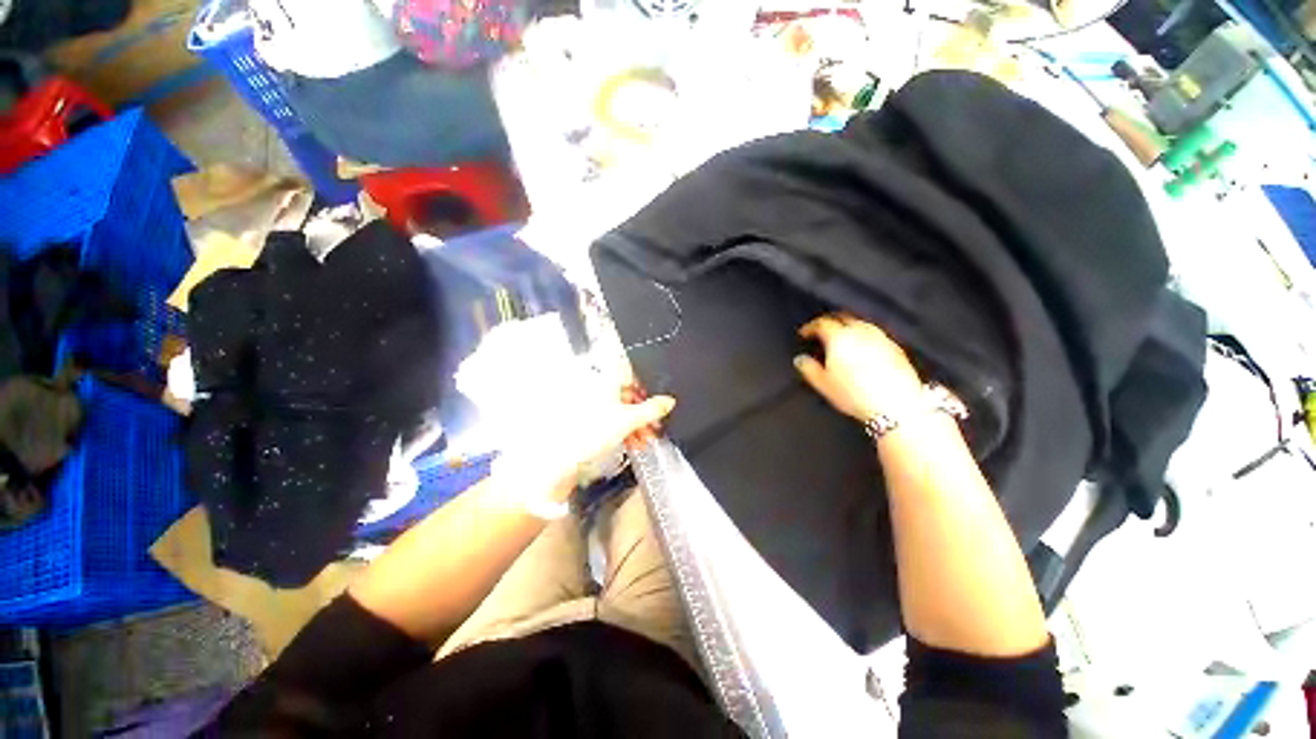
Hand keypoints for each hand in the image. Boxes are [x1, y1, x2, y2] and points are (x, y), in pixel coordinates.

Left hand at [494, 389, 675, 502]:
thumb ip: (651, 410)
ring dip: (637, 424)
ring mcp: (593, 407)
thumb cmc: (588, 433)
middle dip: (644, 411)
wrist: (561, 459)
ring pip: (621, 410)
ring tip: (646, 439)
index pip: (630, 373)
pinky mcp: (590, 423)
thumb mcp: (628, 420)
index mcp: (605, 381)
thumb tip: (668, 401)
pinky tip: (633, 443)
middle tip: (655, 424)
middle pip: (627, 395)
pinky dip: (625, 430)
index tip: (656, 399)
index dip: (645, 385)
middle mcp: (598, 390)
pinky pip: (612, 421)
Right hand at [795, 314, 923, 421]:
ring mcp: (881, 338)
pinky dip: (865, 337)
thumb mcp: (823, 384)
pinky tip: (864, 350)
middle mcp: (860, 332)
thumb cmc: (854, 394)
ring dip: (849, 328)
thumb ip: (809, 368)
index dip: (811, 327)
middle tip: (822, 333)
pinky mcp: (896, 348)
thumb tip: (800, 359)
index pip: (822, 323)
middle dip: (831, 323)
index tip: (804, 333)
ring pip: (861, 324)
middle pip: (843, 318)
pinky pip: (875, 335)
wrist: (895, 405)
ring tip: (843, 340)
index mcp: (839, 337)